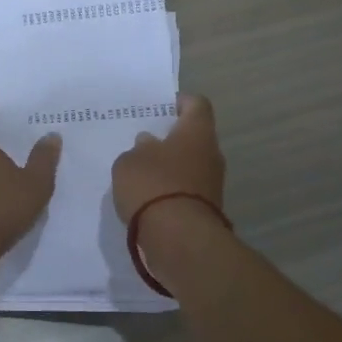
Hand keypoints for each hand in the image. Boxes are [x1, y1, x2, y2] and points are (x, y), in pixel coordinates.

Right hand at [110, 93, 225, 224]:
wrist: (179, 239)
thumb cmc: (153, 185)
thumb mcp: (129, 161)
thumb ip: (138, 149)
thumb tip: (149, 144)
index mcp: (197, 132)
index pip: (197, 104)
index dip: (180, 102)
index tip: (161, 108)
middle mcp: (211, 154)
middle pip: (194, 137)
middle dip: (171, 138)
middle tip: (143, 141)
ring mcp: (212, 184)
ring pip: (190, 165)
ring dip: (170, 167)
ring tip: (141, 172)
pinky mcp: (207, 210)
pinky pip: (187, 190)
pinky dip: (171, 190)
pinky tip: (148, 197)